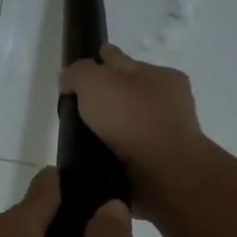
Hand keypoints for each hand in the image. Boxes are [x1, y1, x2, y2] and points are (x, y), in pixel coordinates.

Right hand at [59, 46, 207, 223]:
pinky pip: (131, 155)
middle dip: (107, 98)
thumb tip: (68, 79)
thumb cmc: (132, 119)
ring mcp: (166, 137)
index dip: (100, 60)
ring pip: (130, 127)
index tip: (79, 72)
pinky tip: (97, 161)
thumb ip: (78, 74)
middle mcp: (167, 104)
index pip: (122, 60)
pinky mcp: (160, 168)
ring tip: (82, 141)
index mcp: (160, 76)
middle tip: (77, 110)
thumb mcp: (96, 82)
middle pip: (128, 94)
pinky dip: (116, 156)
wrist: (164, 175)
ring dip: (111, 131)